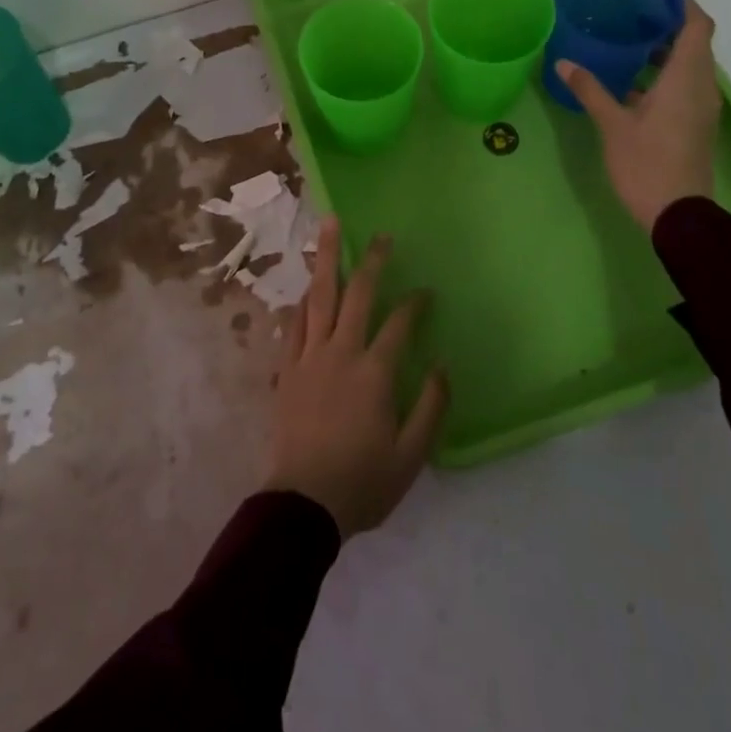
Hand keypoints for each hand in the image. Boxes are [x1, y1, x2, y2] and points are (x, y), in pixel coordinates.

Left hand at [266, 219, 448, 538]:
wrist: (303, 504)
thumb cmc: (362, 482)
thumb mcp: (411, 456)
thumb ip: (431, 408)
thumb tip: (443, 367)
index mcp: (373, 372)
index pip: (399, 323)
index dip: (415, 303)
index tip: (426, 291)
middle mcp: (340, 352)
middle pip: (356, 294)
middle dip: (371, 261)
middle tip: (381, 235)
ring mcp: (309, 356)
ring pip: (319, 297)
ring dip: (326, 260)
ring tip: (330, 227)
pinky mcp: (287, 368)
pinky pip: (294, 323)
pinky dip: (302, 301)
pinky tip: (307, 288)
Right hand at [555, 0, 720, 230]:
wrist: (678, 215)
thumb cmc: (647, 164)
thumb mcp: (613, 125)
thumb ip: (591, 90)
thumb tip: (563, 62)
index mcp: (686, 79)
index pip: (698, 26)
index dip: (683, 3)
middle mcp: (701, 87)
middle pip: (695, 43)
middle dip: (669, 24)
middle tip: (633, 12)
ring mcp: (701, 108)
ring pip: (689, 66)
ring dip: (665, 51)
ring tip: (628, 42)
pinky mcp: (695, 124)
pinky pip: (684, 86)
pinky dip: (664, 75)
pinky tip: (631, 82)